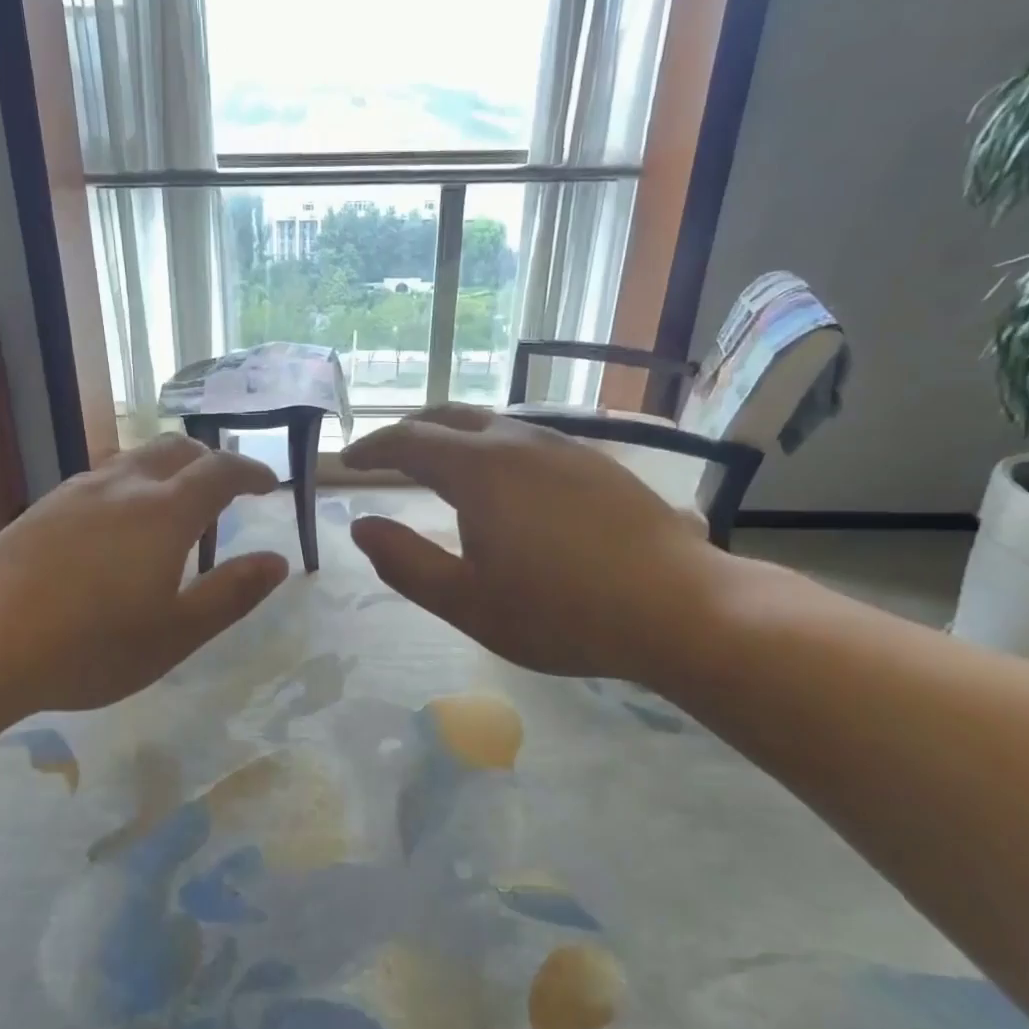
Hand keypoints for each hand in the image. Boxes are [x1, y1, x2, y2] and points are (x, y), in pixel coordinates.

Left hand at [0, 435, 288, 713]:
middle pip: (177, 448)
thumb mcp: (176, 633)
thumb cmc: (90, 647)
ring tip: (175, 509)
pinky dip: (131, 485)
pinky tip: (118, 526)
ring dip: (168, 470)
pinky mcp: (44, 506)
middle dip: (210, 460)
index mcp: (164, 511)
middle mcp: (123, 485)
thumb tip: (277, 561)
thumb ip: (232, 593)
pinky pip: (103, 478)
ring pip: (135, 459)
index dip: (251, 471)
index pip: (220, 470)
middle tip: (226, 490)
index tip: (269, 485)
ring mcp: (76, 491)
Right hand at [344, 405, 731, 685]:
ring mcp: (564, 448)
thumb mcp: (467, 603)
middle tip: (386, 455)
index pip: (409, 440)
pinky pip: (528, 441)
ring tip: (440, 466)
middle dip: (410, 430)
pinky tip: (506, 484)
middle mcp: (519, 442)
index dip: (372, 448)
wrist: (680, 609)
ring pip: (493, 424)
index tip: (348, 462)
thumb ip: (406, 563)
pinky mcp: (597, 464)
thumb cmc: (561, 612)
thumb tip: (362, 526)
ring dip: (454, 437)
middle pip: (449, 416)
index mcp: (478, 469)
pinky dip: (494, 450)